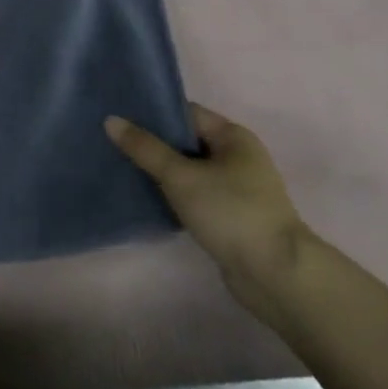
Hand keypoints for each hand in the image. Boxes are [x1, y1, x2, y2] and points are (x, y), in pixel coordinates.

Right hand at [106, 104, 311, 321]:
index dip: (153, 112)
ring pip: (188, 170)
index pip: (186, 113)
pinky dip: (172, 194)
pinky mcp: (230, 216)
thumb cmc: (230, 212)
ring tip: (122, 167)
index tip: (119, 115)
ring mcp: (236, 188)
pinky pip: (194, 194)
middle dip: (152, 143)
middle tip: (113, 141)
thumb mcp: (180, 176)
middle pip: (186, 141)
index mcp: (233, 137)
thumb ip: (145, 148)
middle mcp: (238, 157)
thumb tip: (111, 120)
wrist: (276, 275)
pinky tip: (145, 196)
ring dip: (160, 170)